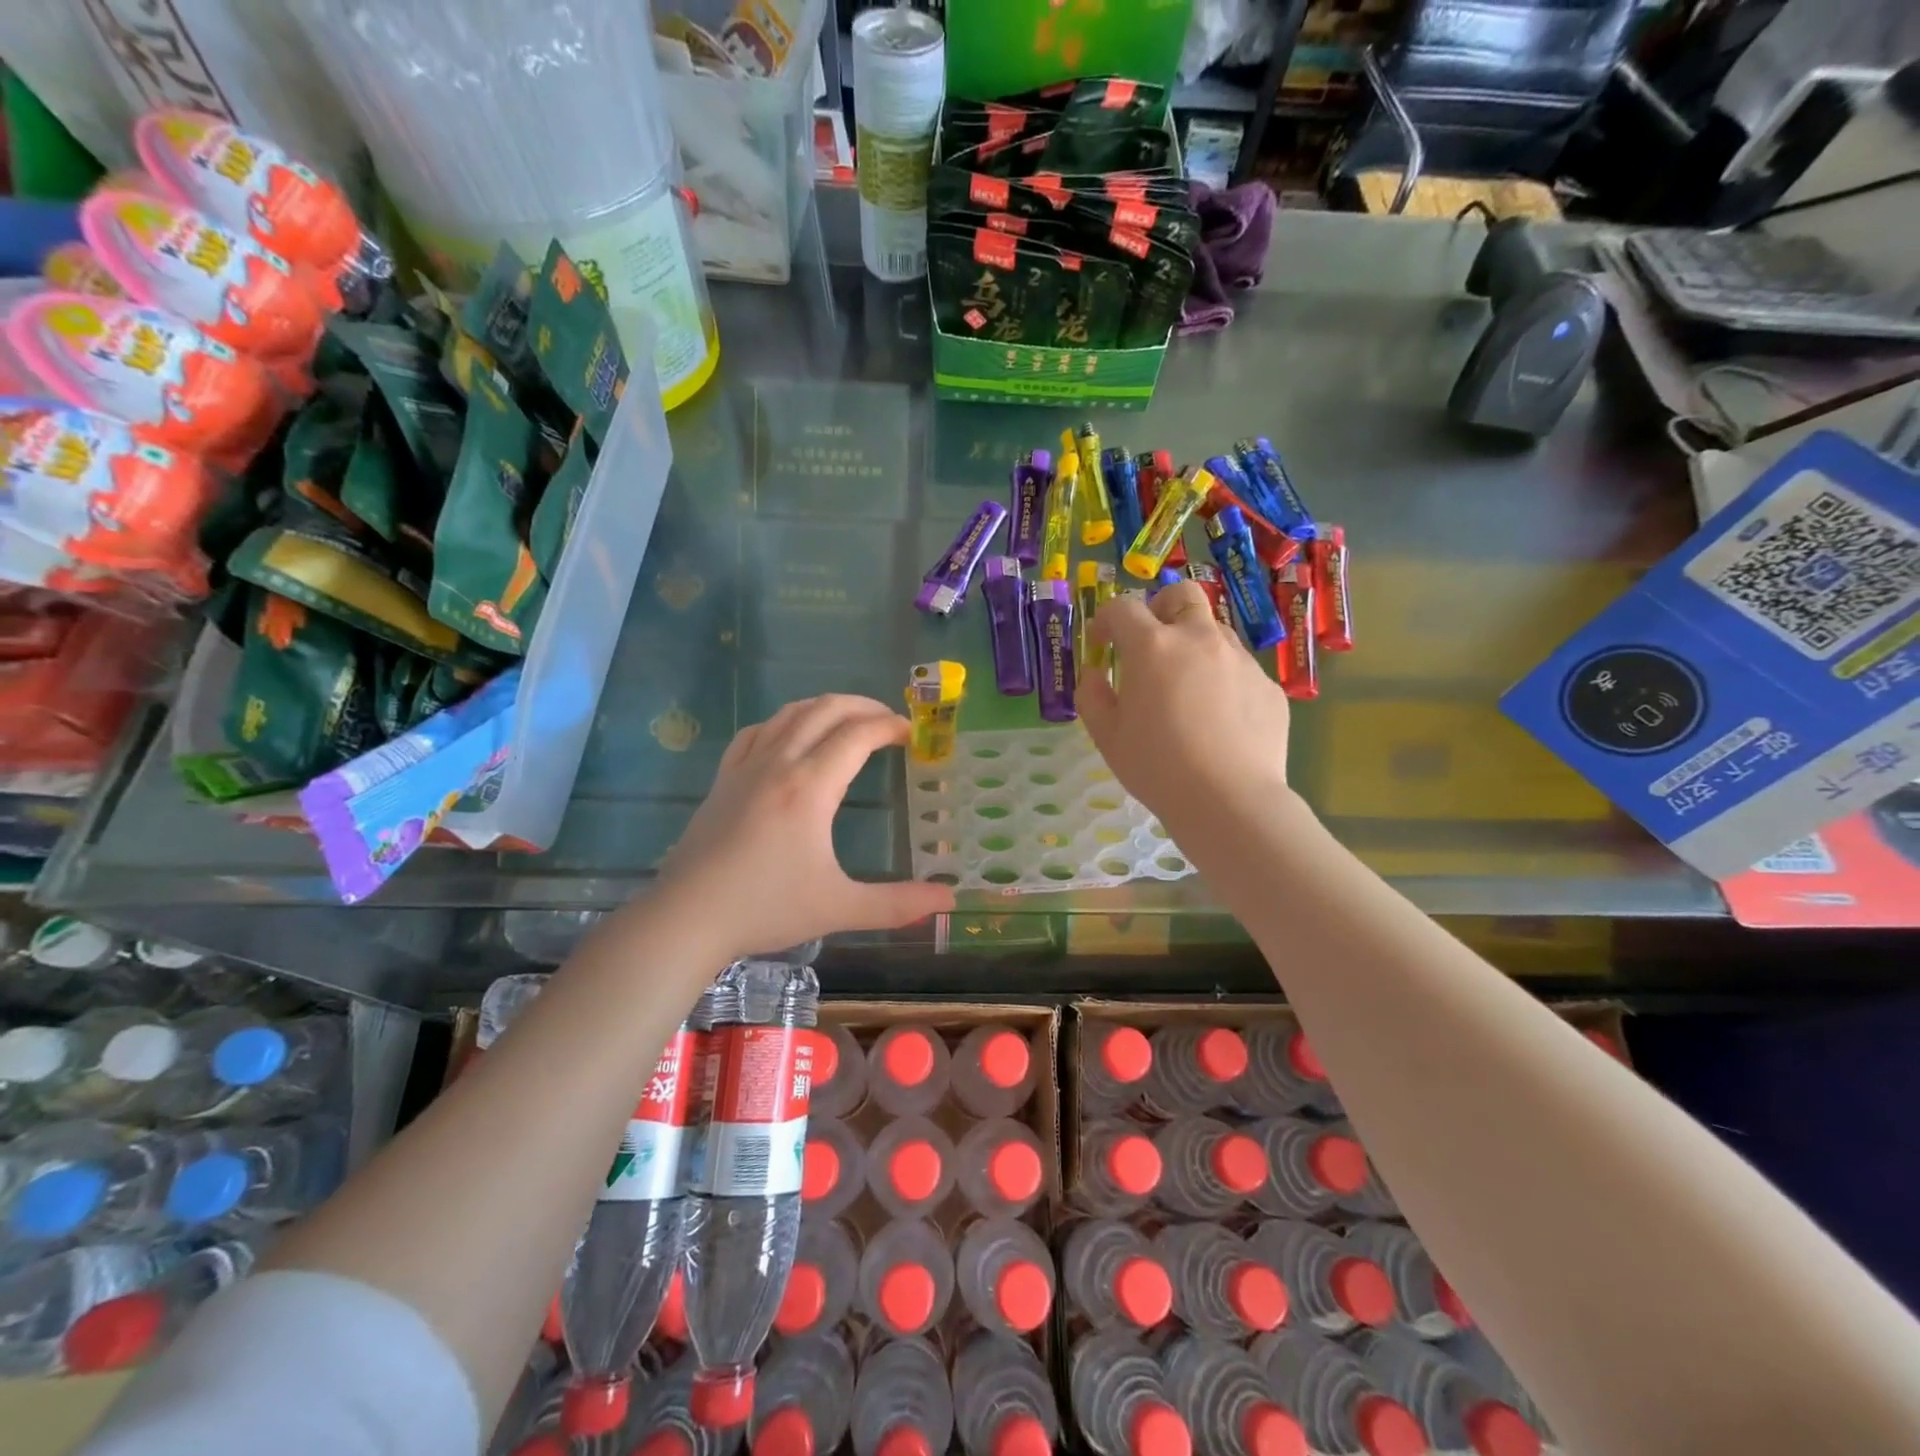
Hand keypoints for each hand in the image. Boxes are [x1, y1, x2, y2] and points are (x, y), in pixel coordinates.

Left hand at [658, 694, 956, 959]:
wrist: (686, 918)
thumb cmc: (765, 908)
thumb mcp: (838, 908)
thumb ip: (897, 903)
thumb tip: (948, 899)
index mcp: (810, 787)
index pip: (858, 735)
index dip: (890, 726)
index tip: (913, 734)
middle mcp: (779, 764)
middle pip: (825, 710)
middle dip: (863, 707)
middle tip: (889, 722)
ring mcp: (746, 767)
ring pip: (789, 714)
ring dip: (825, 707)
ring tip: (849, 721)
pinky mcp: (723, 779)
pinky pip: (756, 732)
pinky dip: (784, 722)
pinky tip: (790, 736)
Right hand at [1078, 582, 1293, 832]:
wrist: (1229, 801)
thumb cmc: (1157, 767)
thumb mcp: (1107, 736)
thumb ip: (1091, 695)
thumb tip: (1095, 674)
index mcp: (1152, 647)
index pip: (1124, 608)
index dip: (1106, 620)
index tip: (1101, 643)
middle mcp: (1199, 639)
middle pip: (1182, 595)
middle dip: (1161, 608)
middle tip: (1150, 643)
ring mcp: (1240, 660)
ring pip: (1214, 631)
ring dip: (1193, 644)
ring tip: (1185, 687)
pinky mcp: (1267, 685)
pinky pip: (1239, 668)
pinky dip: (1221, 679)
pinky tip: (1217, 719)